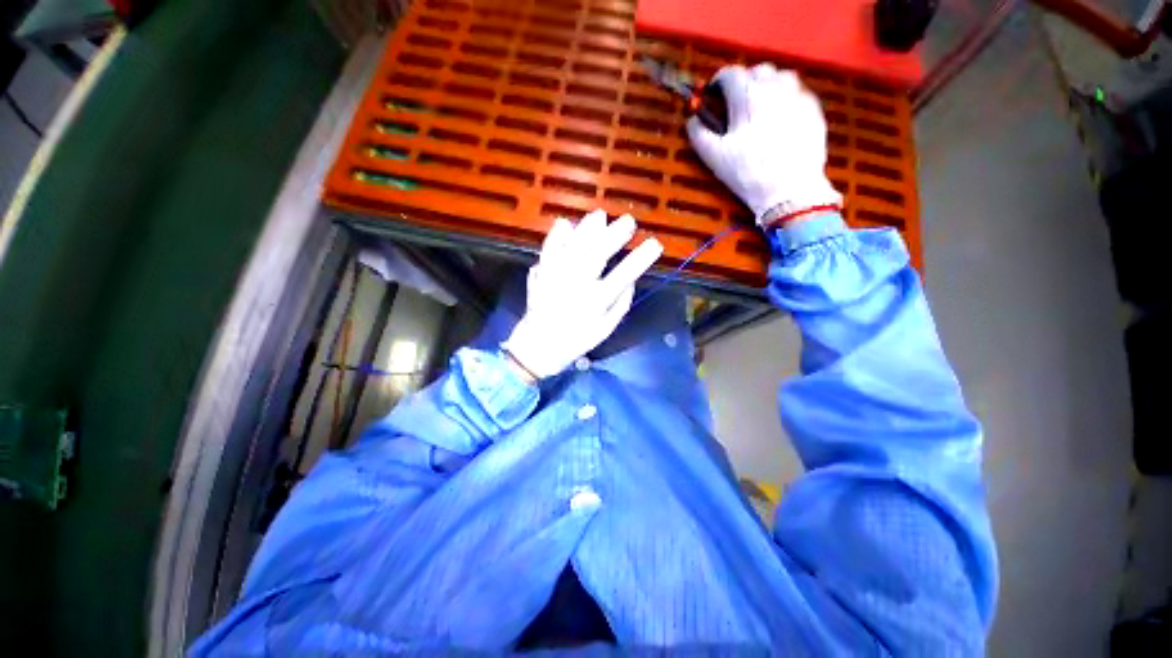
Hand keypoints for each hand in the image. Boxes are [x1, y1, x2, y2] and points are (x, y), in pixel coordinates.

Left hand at [501, 210, 662, 378]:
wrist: (539, 345)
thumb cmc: (577, 339)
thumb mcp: (606, 328)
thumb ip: (621, 304)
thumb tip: (630, 280)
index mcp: (596, 302)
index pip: (624, 275)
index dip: (641, 258)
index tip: (655, 244)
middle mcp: (577, 285)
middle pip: (598, 254)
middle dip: (615, 235)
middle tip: (628, 221)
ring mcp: (557, 277)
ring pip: (574, 247)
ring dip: (587, 229)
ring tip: (600, 216)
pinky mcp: (542, 273)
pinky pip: (548, 250)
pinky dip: (556, 236)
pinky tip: (565, 224)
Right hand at [687, 64, 842, 224]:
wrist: (789, 189)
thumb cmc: (747, 172)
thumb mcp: (714, 156)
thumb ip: (698, 134)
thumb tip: (691, 120)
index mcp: (747, 94)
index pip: (729, 74)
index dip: (717, 83)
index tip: (713, 95)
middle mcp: (775, 86)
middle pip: (756, 71)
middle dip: (743, 82)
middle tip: (735, 104)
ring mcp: (798, 95)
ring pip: (780, 78)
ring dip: (766, 86)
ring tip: (759, 109)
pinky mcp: (813, 109)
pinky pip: (797, 94)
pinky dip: (785, 100)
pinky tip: (779, 121)